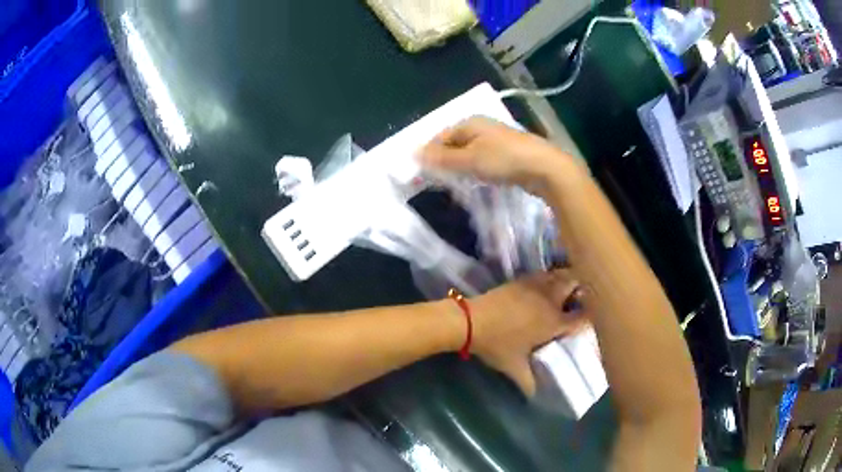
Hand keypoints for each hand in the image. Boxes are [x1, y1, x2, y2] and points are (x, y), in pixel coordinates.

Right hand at [419, 116, 584, 194]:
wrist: (545, 168)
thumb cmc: (504, 160)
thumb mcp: (470, 160)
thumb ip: (442, 158)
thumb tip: (414, 153)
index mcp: (470, 122)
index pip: (440, 136)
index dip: (429, 153)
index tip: (420, 174)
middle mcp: (482, 126)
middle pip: (454, 143)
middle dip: (444, 160)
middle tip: (435, 181)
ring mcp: (496, 139)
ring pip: (469, 152)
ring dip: (459, 166)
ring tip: (452, 184)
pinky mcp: (507, 153)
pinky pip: (483, 159)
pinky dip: (475, 169)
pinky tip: (474, 181)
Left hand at [469, 270, 586, 396]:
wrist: (471, 321)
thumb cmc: (497, 345)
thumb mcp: (514, 368)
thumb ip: (529, 383)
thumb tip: (536, 397)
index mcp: (553, 322)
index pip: (583, 316)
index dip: (591, 317)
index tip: (591, 319)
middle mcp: (550, 300)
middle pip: (576, 285)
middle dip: (582, 291)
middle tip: (579, 302)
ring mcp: (536, 286)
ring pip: (561, 274)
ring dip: (567, 281)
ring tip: (565, 292)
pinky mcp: (522, 279)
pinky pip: (545, 274)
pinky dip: (551, 277)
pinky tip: (545, 287)